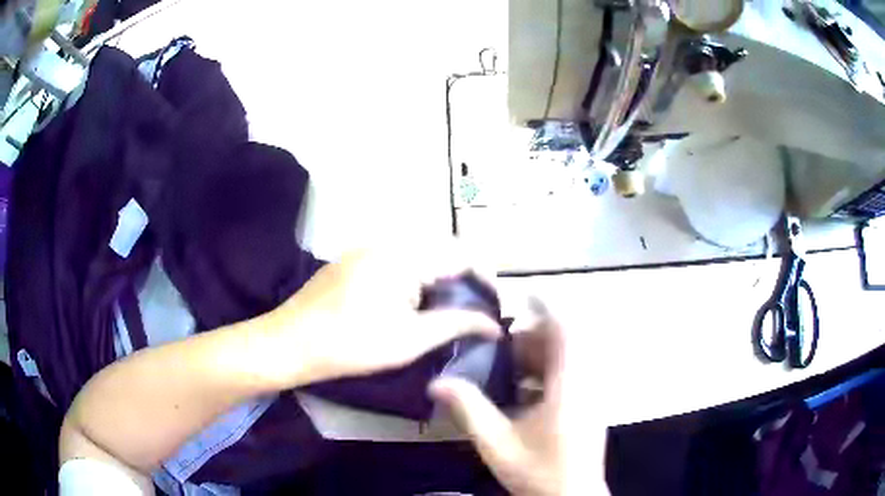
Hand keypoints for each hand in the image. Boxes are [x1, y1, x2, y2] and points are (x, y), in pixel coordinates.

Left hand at [263, 246, 502, 384]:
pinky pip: (399, 260)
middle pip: (444, 251)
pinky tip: (412, 304)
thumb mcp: (411, 339)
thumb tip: (495, 325)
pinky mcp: (355, 259)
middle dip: (465, 279)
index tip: (495, 308)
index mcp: (406, 255)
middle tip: (473, 313)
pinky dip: (417, 278)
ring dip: (440, 279)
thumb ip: (458, 324)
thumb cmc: (353, 344)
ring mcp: (368, 247)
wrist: (292, 342)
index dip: (487, 279)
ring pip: (421, 255)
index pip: (464, 254)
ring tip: (447, 312)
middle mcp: (389, 241)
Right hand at [430, 302, 609, 495]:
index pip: (565, 330)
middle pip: (566, 342)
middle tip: (504, 345)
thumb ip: (468, 409)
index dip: (548, 306)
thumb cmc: (538, 472)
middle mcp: (586, 383)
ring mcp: (592, 395)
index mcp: (569, 386)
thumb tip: (437, 382)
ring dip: (542, 356)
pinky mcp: (591, 406)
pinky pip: (573, 374)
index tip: (525, 293)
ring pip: (570, 358)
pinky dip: (550, 373)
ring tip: (510, 367)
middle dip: (535, 337)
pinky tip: (525, 392)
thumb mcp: (496, 443)